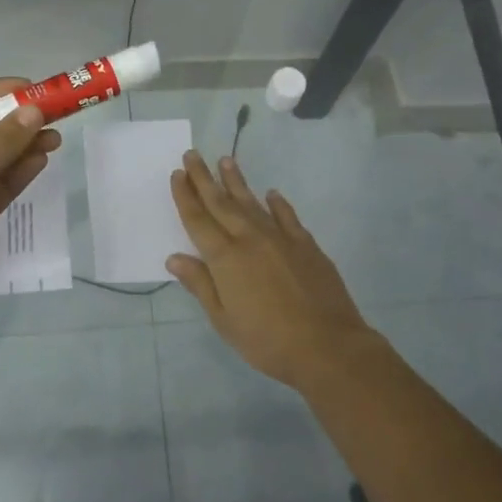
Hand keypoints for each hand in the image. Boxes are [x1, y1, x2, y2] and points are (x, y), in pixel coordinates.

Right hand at [167, 151, 379, 390]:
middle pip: (221, 203)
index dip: (186, 196)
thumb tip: (174, 258)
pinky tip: (272, 194)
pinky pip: (287, 217)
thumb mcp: (223, 319)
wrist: (328, 347)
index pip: (198, 219)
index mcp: (225, 257)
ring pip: (252, 202)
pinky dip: (277, 204)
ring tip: (225, 160)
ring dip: (236, 181)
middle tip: (193, 154)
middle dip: (204, 178)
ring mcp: (280, 238)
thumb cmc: (267, 340)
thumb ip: (200, 284)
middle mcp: (250, 239)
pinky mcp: (306, 245)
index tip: (177, 174)